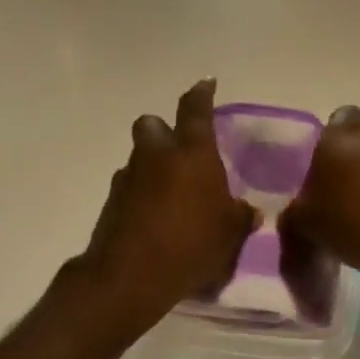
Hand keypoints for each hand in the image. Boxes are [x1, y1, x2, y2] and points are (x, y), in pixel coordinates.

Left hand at [81, 79, 256, 328]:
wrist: (130, 275)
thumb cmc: (192, 245)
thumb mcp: (231, 234)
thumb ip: (241, 217)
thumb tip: (248, 211)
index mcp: (192, 152)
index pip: (195, 109)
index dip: (202, 93)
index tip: (206, 83)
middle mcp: (156, 155)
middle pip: (153, 124)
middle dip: (164, 130)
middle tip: (180, 151)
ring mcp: (129, 177)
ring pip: (139, 157)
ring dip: (152, 166)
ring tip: (171, 193)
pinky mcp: (111, 202)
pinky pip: (129, 186)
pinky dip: (141, 194)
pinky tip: (155, 218)